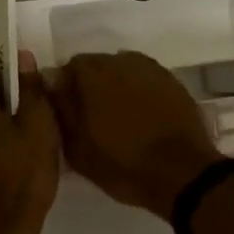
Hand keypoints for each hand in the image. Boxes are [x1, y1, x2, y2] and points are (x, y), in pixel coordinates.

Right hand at [51, 52, 220, 221]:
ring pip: (120, 68)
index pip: (68, 68)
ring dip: (114, 84)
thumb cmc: (124, 165)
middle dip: (90, 84)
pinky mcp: (169, 77)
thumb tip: (50, 83)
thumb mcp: (79, 150)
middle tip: (93, 115)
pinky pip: (143, 76)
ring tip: (118, 115)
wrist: (183, 172)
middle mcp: (119, 61)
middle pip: (95, 64)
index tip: (69, 111)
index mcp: (92, 76)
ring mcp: (147, 67)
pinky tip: (141, 112)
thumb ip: (61, 111)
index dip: (65, 88)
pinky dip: (137, 88)